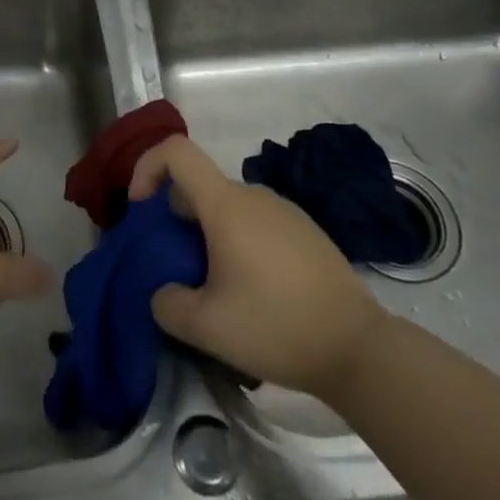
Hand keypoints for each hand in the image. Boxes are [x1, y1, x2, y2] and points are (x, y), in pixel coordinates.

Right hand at [129, 137, 384, 399]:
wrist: (359, 347)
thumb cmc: (276, 326)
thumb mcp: (207, 327)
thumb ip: (167, 305)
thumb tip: (163, 293)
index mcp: (225, 204)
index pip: (176, 152)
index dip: (147, 167)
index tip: (140, 210)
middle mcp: (253, 195)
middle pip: (199, 185)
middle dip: (175, 217)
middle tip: (176, 266)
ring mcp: (283, 210)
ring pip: (228, 207)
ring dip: (208, 233)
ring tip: (214, 286)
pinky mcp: (305, 231)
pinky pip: (256, 222)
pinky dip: (238, 241)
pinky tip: (253, 290)